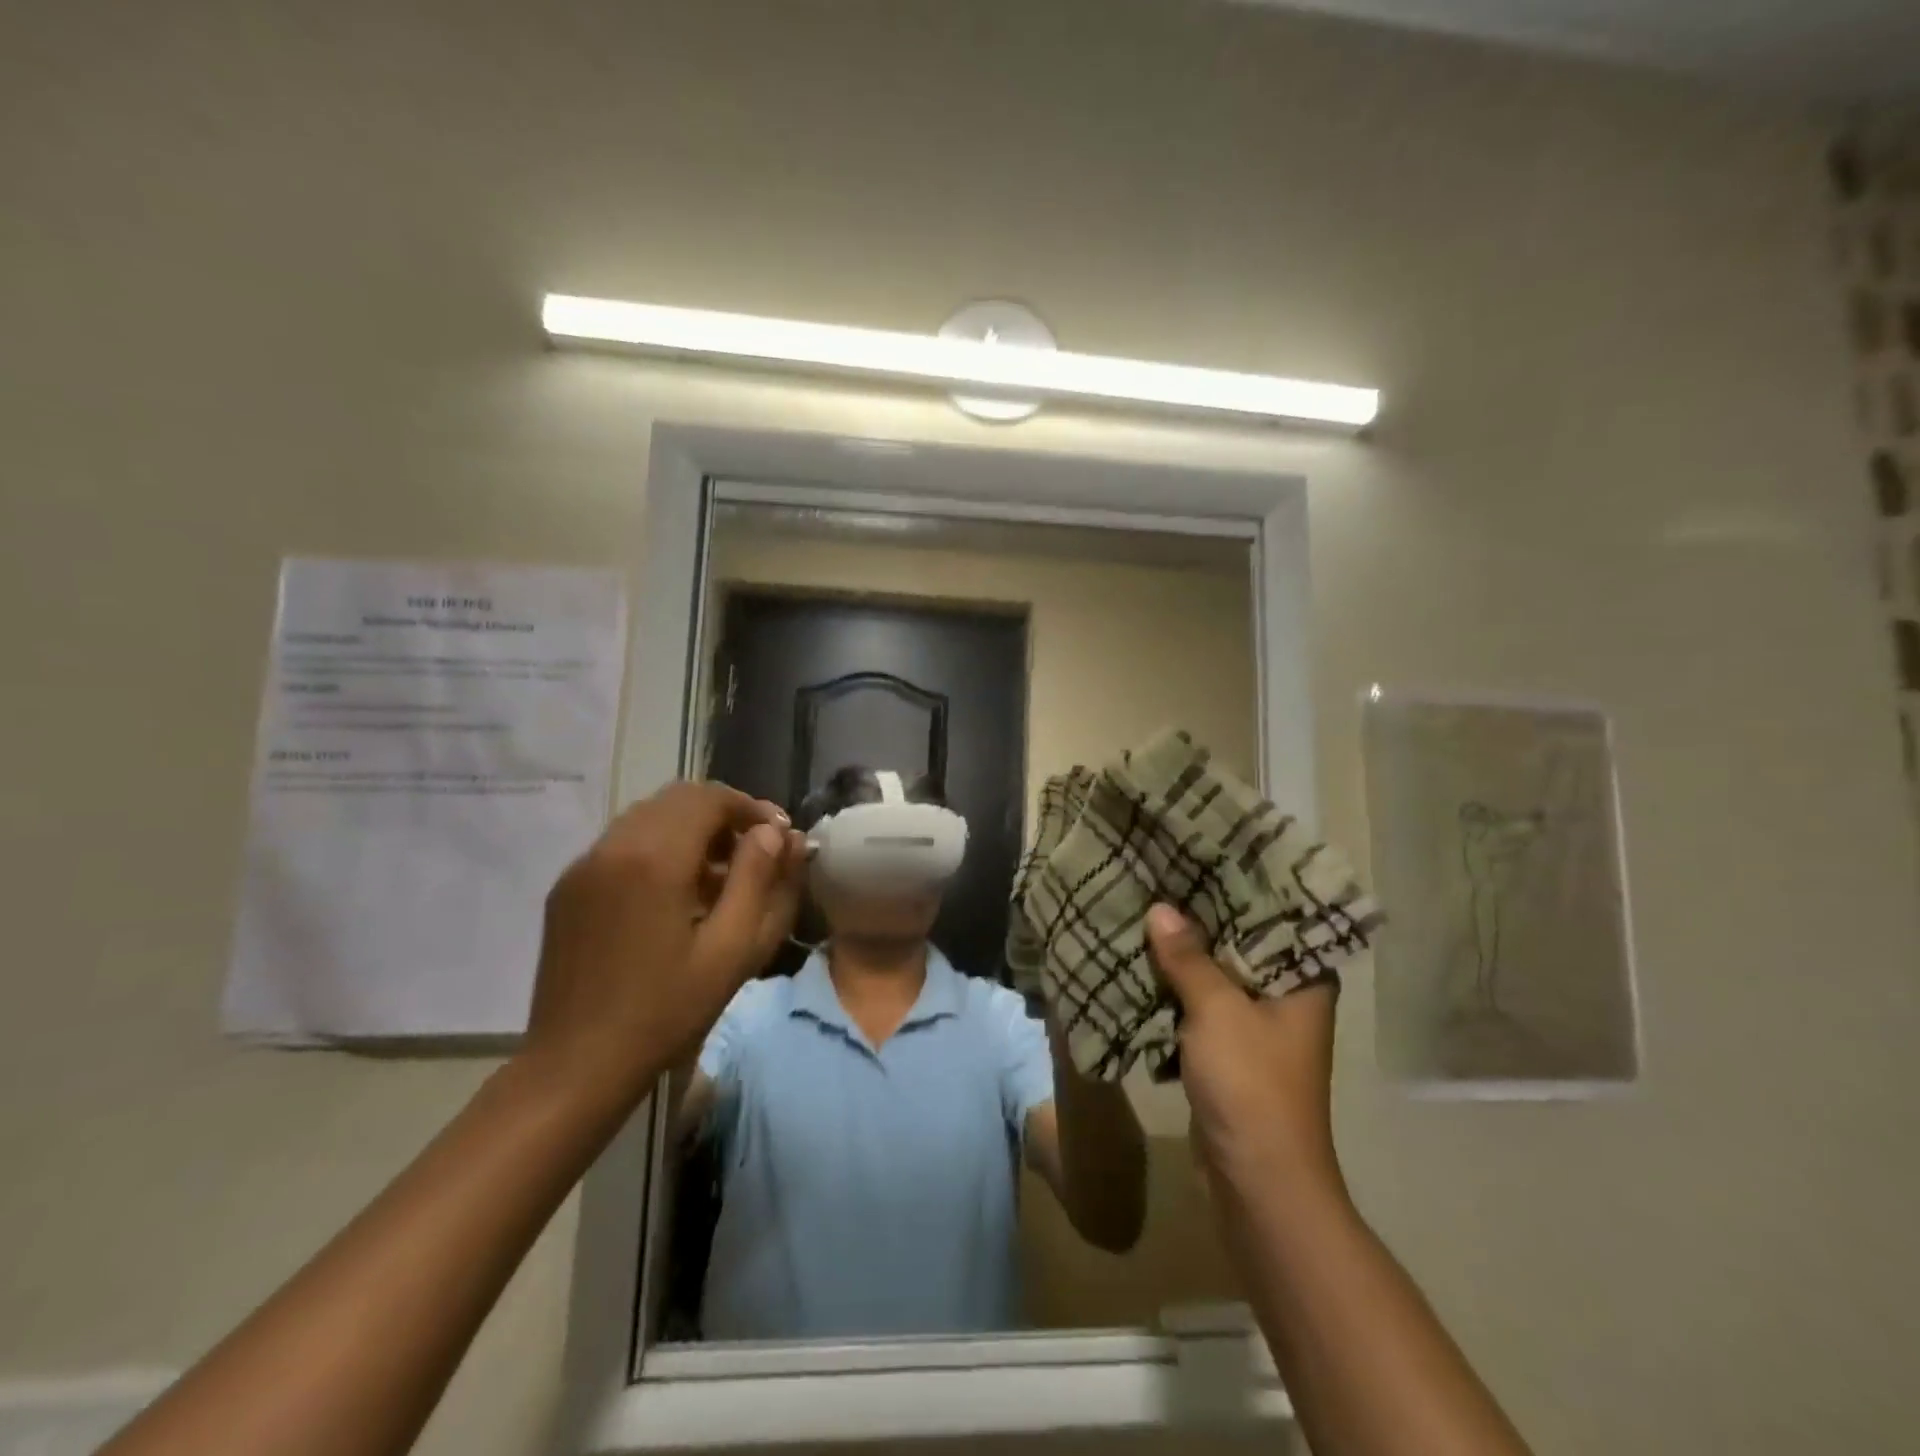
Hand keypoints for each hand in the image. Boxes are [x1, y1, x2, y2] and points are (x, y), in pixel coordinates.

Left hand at [521, 782, 807, 1106]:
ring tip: (720, 874)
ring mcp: (583, 865)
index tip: (778, 836)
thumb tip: (774, 832)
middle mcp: (613, 846)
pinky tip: (676, 892)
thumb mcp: (733, 949)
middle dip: (723, 814)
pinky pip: (622, 843)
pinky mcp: (568, 887)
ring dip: (691, 828)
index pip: (710, 798)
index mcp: (654, 859)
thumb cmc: (666, 1011)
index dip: (750, 807)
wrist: (576, 1064)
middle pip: (678, 798)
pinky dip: (659, 846)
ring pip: (648, 816)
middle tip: (755, 851)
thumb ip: (759, 879)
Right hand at [1146, 904, 1341, 1195]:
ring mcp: (1256, 1027)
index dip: (1236, 887)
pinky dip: (1175, 990)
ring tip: (1144, 912)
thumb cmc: (1251, 1083)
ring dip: (1183, 956)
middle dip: (1198, 921)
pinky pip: (1200, 1007)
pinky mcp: (1229, 1052)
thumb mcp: (1217, 1010)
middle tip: (1160, 879)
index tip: (1198, 857)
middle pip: (1238, 945)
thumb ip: (1188, 957)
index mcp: (1302, 980)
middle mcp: (1285, 997)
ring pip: (1215, 976)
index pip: (1272, 917)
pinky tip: (1143, 964)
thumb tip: (1159, 909)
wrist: (1258, 1180)